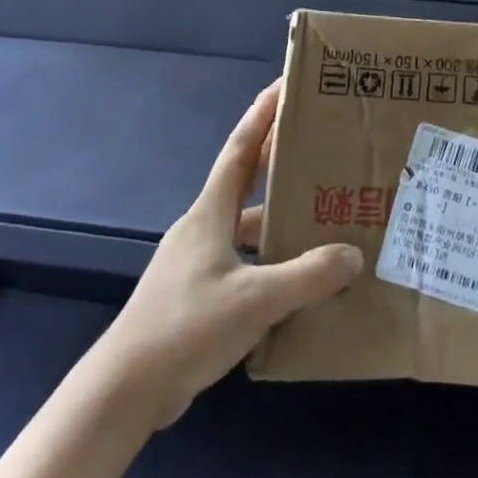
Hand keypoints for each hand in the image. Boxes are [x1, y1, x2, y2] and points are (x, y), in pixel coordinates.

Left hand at [99, 81, 362, 429]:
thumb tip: (353, 255)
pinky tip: (299, 282)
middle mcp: (202, 228)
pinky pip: (245, 263)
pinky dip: (272, 263)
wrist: (123, 392)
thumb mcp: (256, 299)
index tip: (286, 85)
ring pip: (248, 228)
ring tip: (325, 219)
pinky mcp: (197, 295)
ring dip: (281, 221)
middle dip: (281, 162)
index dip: (262, 114)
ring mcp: (197, 263)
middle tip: (323, 149)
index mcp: (210, 213)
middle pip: (247, 182)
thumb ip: (309, 276)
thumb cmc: (186, 327)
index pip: (240, 148)